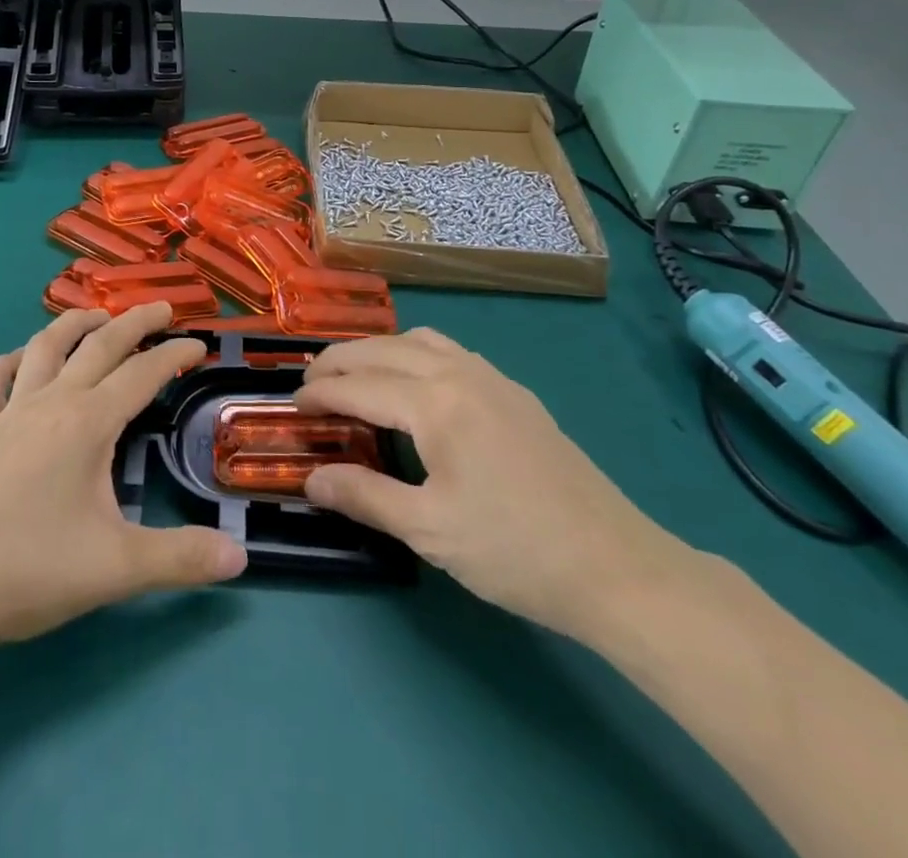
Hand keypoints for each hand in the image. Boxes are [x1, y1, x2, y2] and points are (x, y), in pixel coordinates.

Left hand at [0, 304, 246, 656]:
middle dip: (134, 322)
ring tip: (96, 315)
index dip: (174, 356)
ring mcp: (9, 414)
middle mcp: (51, 403)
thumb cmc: (32, 568)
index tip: (199, 347)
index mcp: (89, 422)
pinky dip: (10, 362)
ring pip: (44, 348)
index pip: (142, 374)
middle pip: (99, 345)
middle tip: (162, 309)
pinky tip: (19, 360)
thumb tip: (241, 556)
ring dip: (73, 324)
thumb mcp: (119, 568)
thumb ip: (182, 557)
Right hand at [295, 328, 687, 639]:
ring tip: (355, 376)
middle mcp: (461, 372)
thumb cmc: (514, 551)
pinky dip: (414, 354)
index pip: (360, 385)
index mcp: (436, 402)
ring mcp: (493, 378)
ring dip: (379, 351)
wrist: (615, 566)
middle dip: (341, 361)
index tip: (292, 404)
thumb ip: (364, 496)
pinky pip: (450, 352)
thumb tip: (311, 479)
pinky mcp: (515, 394)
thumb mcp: (429, 530)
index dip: (321, 393)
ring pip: (420, 341)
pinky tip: (414, 386)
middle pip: (384, 349)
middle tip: (311, 384)